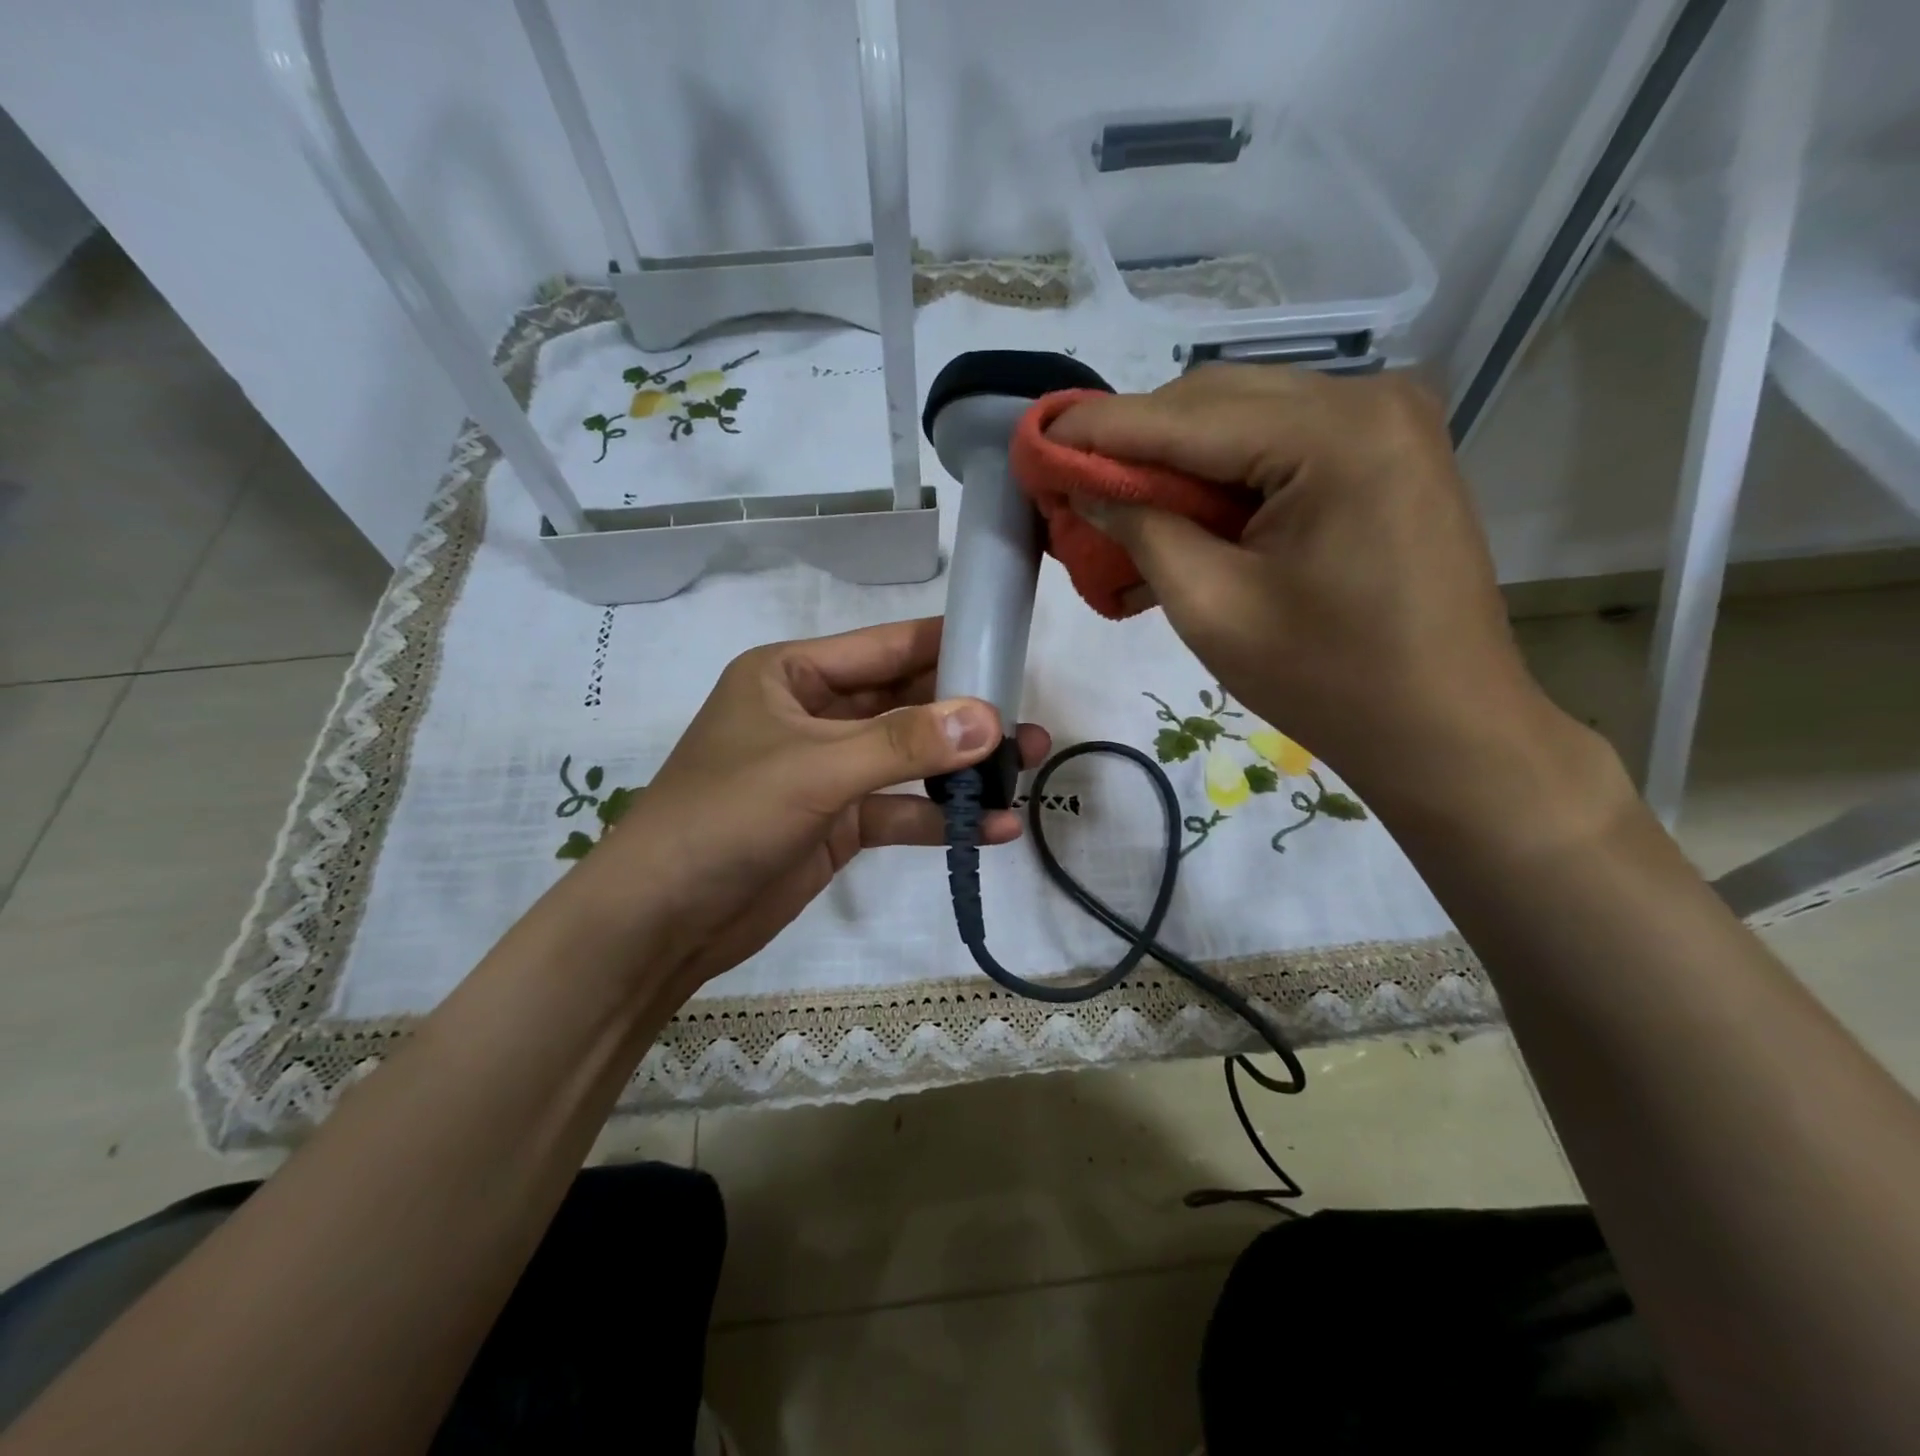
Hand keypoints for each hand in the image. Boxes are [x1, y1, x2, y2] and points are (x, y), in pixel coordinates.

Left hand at [574, 617, 1048, 995]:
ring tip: (1028, 768)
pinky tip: (993, 829)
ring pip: (909, 759)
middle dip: (966, 714)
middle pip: (905, 702)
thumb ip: (904, 743)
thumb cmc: (725, 817)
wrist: (662, 920)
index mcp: (793, 675)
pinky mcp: (838, 823)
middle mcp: (814, 714)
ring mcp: (828, 771)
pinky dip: (940, 818)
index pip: (886, 647)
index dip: (949, 644)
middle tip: (1029, 723)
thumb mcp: (815, 769)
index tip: (1011, 648)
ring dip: (962, 767)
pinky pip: (899, 810)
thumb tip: (990, 718)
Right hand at [1047, 366, 1554, 802]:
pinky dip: (1223, 478)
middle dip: (1136, 443)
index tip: (1034, 439)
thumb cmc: (1327, 681)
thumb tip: (1084, 484)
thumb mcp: (1212, 608)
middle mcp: (1369, 400)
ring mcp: (1386, 423)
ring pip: (1244, 420)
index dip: (1098, 429)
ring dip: (1176, 461)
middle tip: (1073, 485)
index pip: (1184, 417)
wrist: (1445, 730)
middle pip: (1215, 403)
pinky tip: (1181, 516)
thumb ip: (1141, 529)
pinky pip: (1280, 447)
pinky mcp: (1386, 456)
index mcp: (1335, 434)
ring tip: (1120, 508)